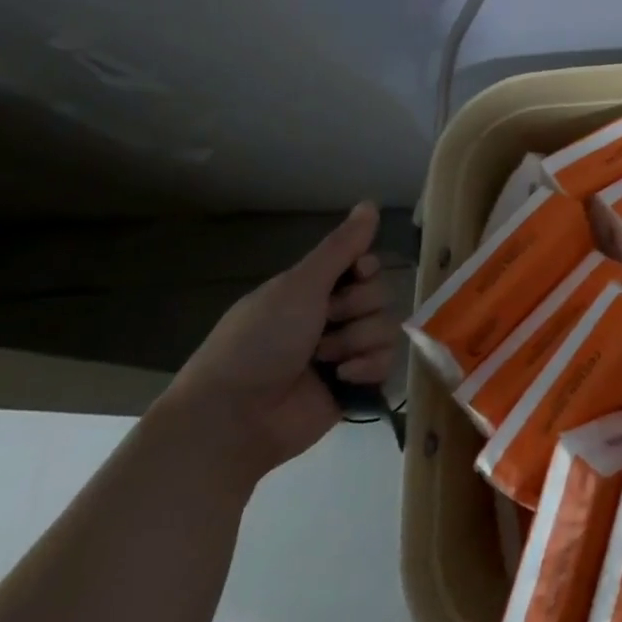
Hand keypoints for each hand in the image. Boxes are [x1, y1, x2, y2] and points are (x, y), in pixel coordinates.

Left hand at [159, 202, 397, 484]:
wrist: (234, 419)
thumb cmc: (258, 342)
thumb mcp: (299, 286)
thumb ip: (340, 247)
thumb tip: (370, 202)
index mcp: (312, 291)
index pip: (364, 265)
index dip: (366, 269)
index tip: (356, 274)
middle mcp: (330, 318)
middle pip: (380, 295)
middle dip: (358, 308)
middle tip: (325, 323)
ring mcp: (343, 352)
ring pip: (386, 327)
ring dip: (358, 341)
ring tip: (325, 360)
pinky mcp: (354, 385)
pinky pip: (387, 363)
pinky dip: (367, 368)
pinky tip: (342, 378)